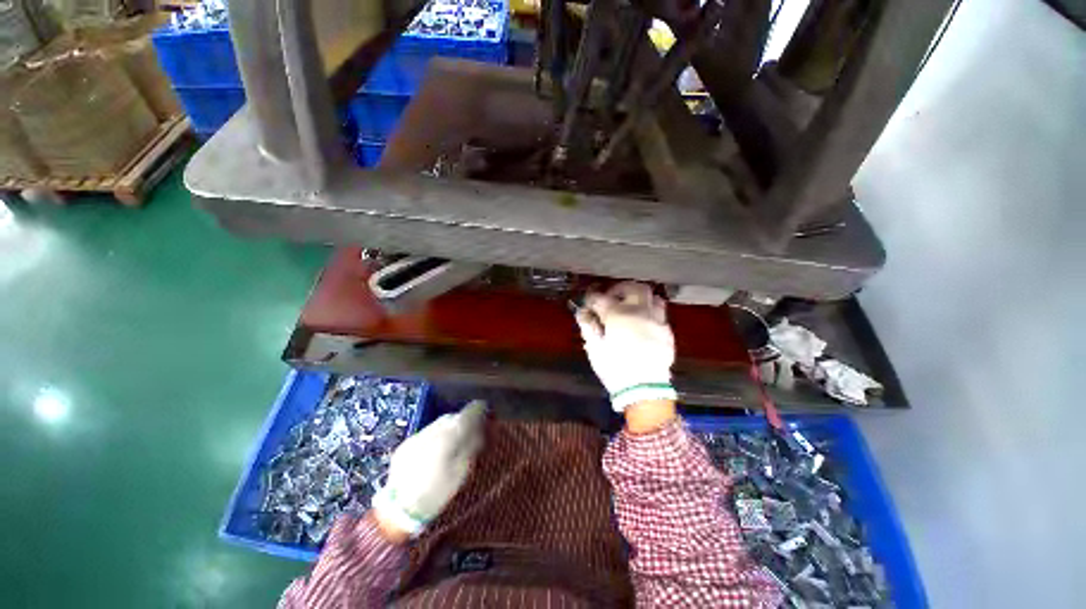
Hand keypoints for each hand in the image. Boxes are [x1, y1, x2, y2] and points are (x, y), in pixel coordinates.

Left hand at [372, 401, 485, 537]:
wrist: (399, 511)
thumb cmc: (437, 494)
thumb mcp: (462, 472)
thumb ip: (471, 446)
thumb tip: (480, 429)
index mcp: (447, 437)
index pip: (467, 414)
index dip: (477, 411)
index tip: (485, 411)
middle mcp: (432, 431)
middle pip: (452, 417)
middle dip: (462, 420)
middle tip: (470, 430)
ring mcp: (416, 437)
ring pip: (438, 423)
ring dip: (448, 427)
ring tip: (453, 441)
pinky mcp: (405, 444)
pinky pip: (426, 433)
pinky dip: (435, 436)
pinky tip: (435, 450)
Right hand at [576, 282, 677, 411]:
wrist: (644, 389)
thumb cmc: (615, 368)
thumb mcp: (595, 348)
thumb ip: (588, 326)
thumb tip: (582, 312)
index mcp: (618, 315)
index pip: (601, 298)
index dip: (592, 298)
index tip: (588, 303)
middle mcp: (639, 311)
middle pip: (633, 287)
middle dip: (620, 288)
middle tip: (612, 297)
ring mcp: (656, 320)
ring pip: (652, 297)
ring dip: (640, 298)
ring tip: (632, 307)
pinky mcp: (667, 332)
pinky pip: (661, 314)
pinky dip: (650, 313)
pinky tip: (644, 323)